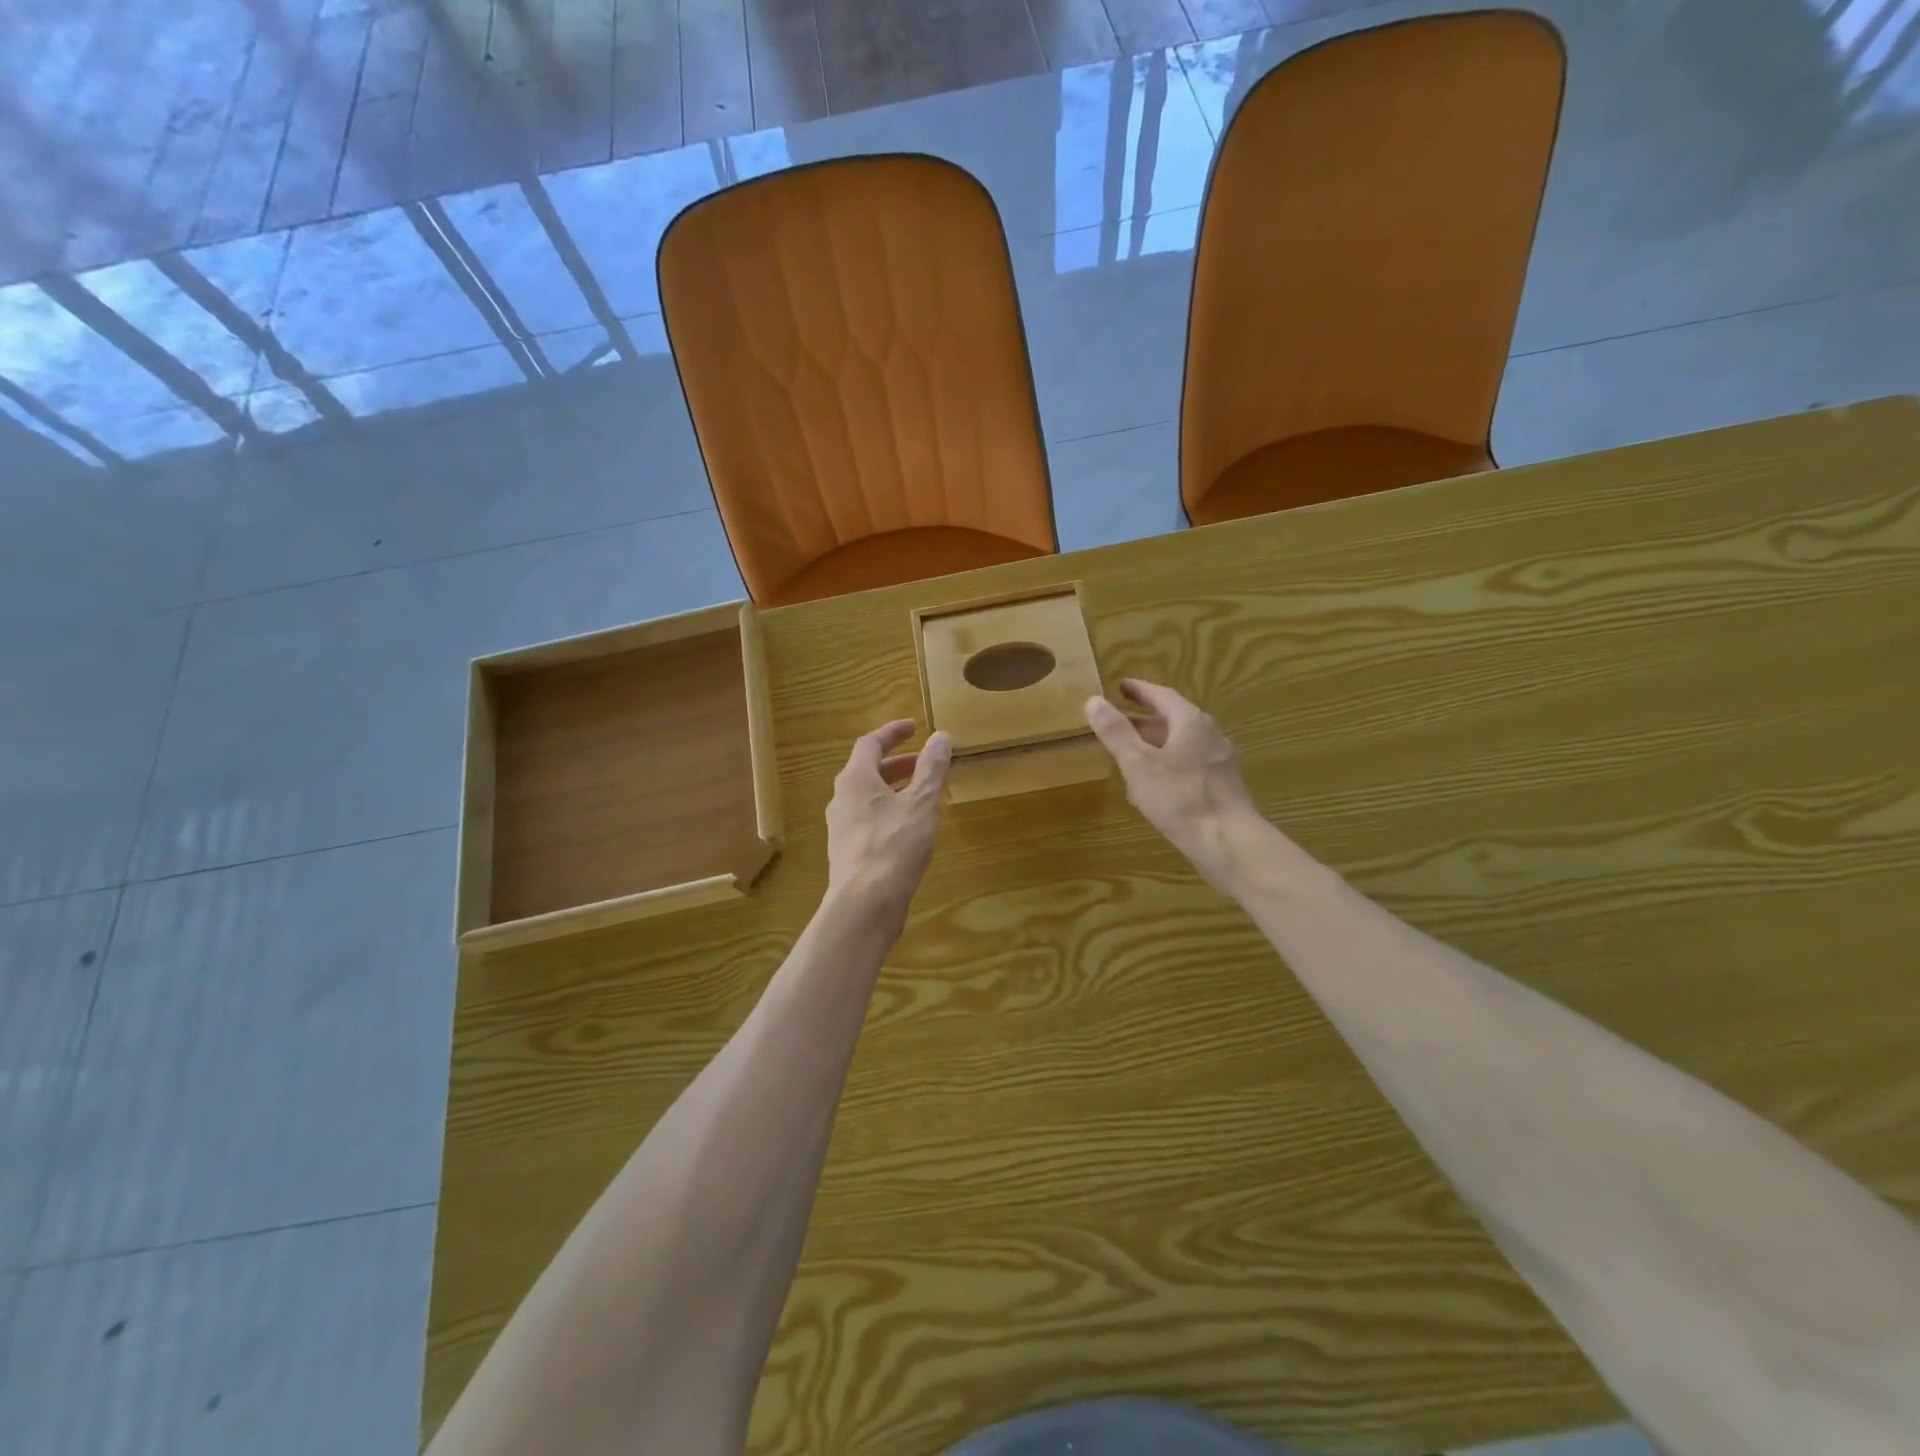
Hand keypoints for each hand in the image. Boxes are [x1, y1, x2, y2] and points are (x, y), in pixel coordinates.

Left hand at [825, 720, 951, 925]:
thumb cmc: (894, 845)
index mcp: (855, 779)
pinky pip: (868, 819)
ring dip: (894, 788)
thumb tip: (940, 736)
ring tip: (922, 795)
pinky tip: (909, 828)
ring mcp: (841, 826)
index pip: (870, 743)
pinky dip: (888, 811)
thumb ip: (931, 769)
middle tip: (924, 763)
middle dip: (897, 763)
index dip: (892, 733)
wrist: (865, 903)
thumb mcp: (921, 803)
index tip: (914, 728)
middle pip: (868, 770)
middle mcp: (842, 798)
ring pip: (868, 797)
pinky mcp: (847, 851)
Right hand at [1085, 680, 1260, 891]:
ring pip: (1181, 744)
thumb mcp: (1139, 764)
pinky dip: (1167, 765)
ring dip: (1155, 745)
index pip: (1162, 696)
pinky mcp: (1221, 786)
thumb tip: (1093, 700)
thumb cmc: (1180, 798)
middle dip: (1145, 720)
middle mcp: (1209, 735)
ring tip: (1130, 754)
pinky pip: (1189, 765)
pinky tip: (1153, 786)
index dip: (1140, 691)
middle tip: (1119, 722)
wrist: (1228, 842)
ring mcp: (1218, 761)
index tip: (1121, 687)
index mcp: (1191, 722)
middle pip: (1173, 719)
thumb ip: (1116, 733)